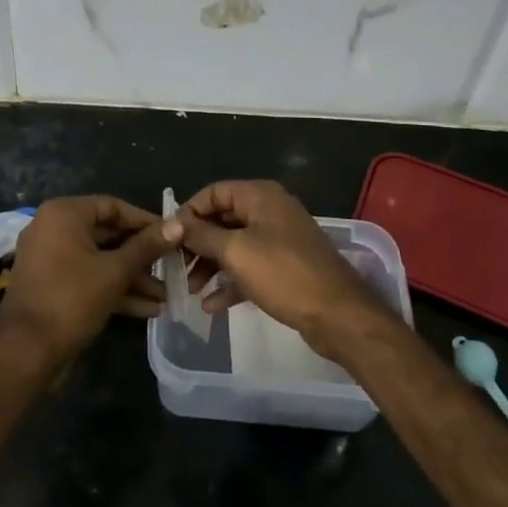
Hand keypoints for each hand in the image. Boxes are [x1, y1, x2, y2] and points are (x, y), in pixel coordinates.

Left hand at [0, 196, 181, 369]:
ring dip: (132, 277)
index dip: (145, 221)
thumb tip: (178, 224)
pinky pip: (88, 278)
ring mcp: (50, 259)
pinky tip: (147, 309)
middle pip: (107, 235)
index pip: (113, 207)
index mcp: (64, 214)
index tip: (172, 236)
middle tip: (171, 267)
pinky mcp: (52, 286)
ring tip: (165, 296)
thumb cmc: (71, 299)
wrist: (25, 353)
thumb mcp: (115, 271)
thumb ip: (147, 247)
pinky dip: (114, 289)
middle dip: (141, 256)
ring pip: (99, 260)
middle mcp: (54, 229)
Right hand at [177, 181, 382, 359]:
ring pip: (235, 245)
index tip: (169, 236)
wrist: (338, 314)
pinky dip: (230, 282)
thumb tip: (176, 223)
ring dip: (210, 265)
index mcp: (260, 196)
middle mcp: (270, 211)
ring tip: (190, 290)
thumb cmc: (283, 274)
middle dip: (198, 243)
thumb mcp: (236, 252)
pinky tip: (211, 306)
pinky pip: (249, 267)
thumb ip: (203, 235)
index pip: (214, 192)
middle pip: (223, 219)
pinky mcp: (285, 267)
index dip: (190, 211)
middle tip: (176, 266)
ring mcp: (279, 240)